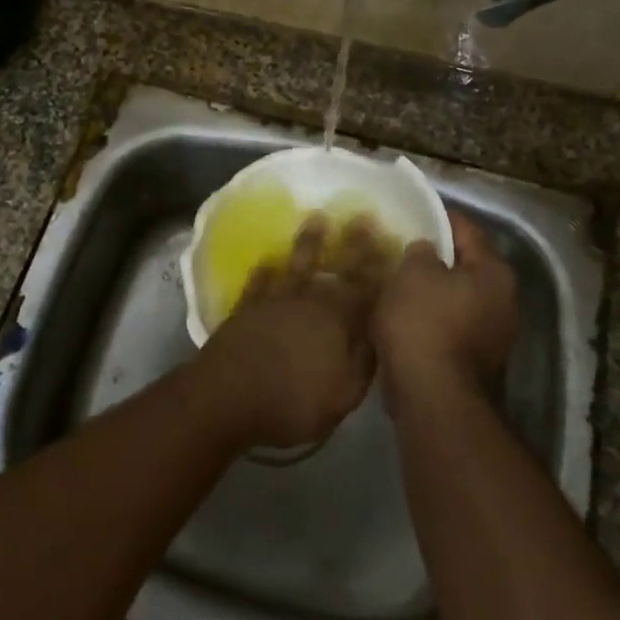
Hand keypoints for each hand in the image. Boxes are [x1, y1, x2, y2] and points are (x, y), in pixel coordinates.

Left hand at [196, 216, 388, 450]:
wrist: (226, 396)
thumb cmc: (291, 402)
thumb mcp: (342, 396)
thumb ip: (364, 363)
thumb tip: (378, 335)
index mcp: (337, 322)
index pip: (366, 289)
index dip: (380, 268)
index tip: (392, 241)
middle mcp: (308, 303)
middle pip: (336, 270)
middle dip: (352, 245)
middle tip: (362, 217)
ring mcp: (274, 302)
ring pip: (297, 266)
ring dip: (309, 243)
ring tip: (316, 218)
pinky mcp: (245, 309)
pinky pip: (259, 283)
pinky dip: (265, 270)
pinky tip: (268, 260)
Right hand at [373, 211, 517, 412]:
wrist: (433, 397)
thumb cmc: (423, 323)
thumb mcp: (412, 273)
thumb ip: (420, 252)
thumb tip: (426, 251)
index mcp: (494, 272)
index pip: (467, 230)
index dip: (439, 217)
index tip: (414, 213)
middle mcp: (505, 301)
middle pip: (467, 267)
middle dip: (437, 259)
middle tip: (403, 250)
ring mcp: (495, 335)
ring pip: (459, 299)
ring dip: (434, 292)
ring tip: (400, 285)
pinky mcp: (478, 362)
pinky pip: (452, 327)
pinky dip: (433, 320)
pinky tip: (406, 319)